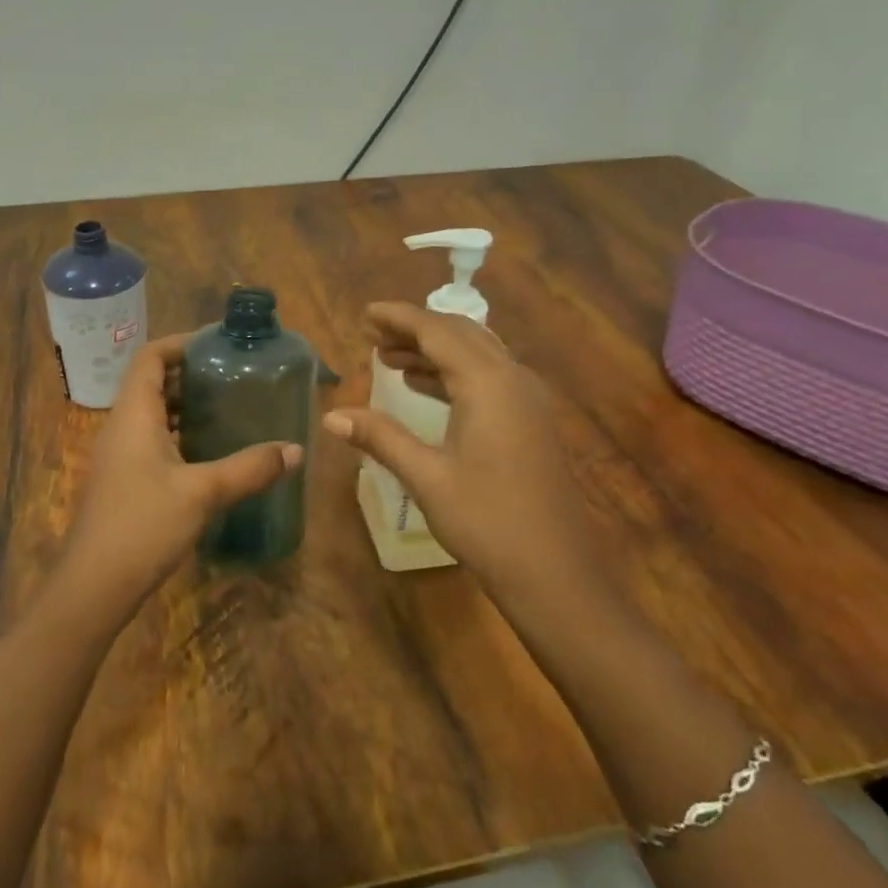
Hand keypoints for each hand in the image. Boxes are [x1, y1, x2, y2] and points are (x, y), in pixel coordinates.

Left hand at [61, 334, 302, 617]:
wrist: (94, 586)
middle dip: (190, 374)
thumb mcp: (203, 492)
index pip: (150, 357)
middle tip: (234, 375)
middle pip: (152, 382)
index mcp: (134, 414)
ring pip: (153, 414)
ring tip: (228, 407)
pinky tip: (211, 452)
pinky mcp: (125, 480)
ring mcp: (120, 455)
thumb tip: (296, 450)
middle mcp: (122, 426)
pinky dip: (180, 434)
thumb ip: (250, 468)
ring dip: (186, 406)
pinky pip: (153, 440)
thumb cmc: (143, 525)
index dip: (180, 343)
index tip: (218, 345)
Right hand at [322, 302, 601, 596]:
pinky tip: (424, 387)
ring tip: (389, 357)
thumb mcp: (427, 477)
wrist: (556, 574)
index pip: (438, 332)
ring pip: (476, 356)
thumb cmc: (488, 522)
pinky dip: (453, 374)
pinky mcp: (530, 422)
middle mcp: (513, 380)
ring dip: (434, 352)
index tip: (366, 313)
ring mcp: (527, 401)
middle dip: (415, 330)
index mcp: (489, 384)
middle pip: (460, 336)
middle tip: (373, 334)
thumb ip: (381, 437)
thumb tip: (331, 416)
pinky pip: (488, 378)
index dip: (399, 318)